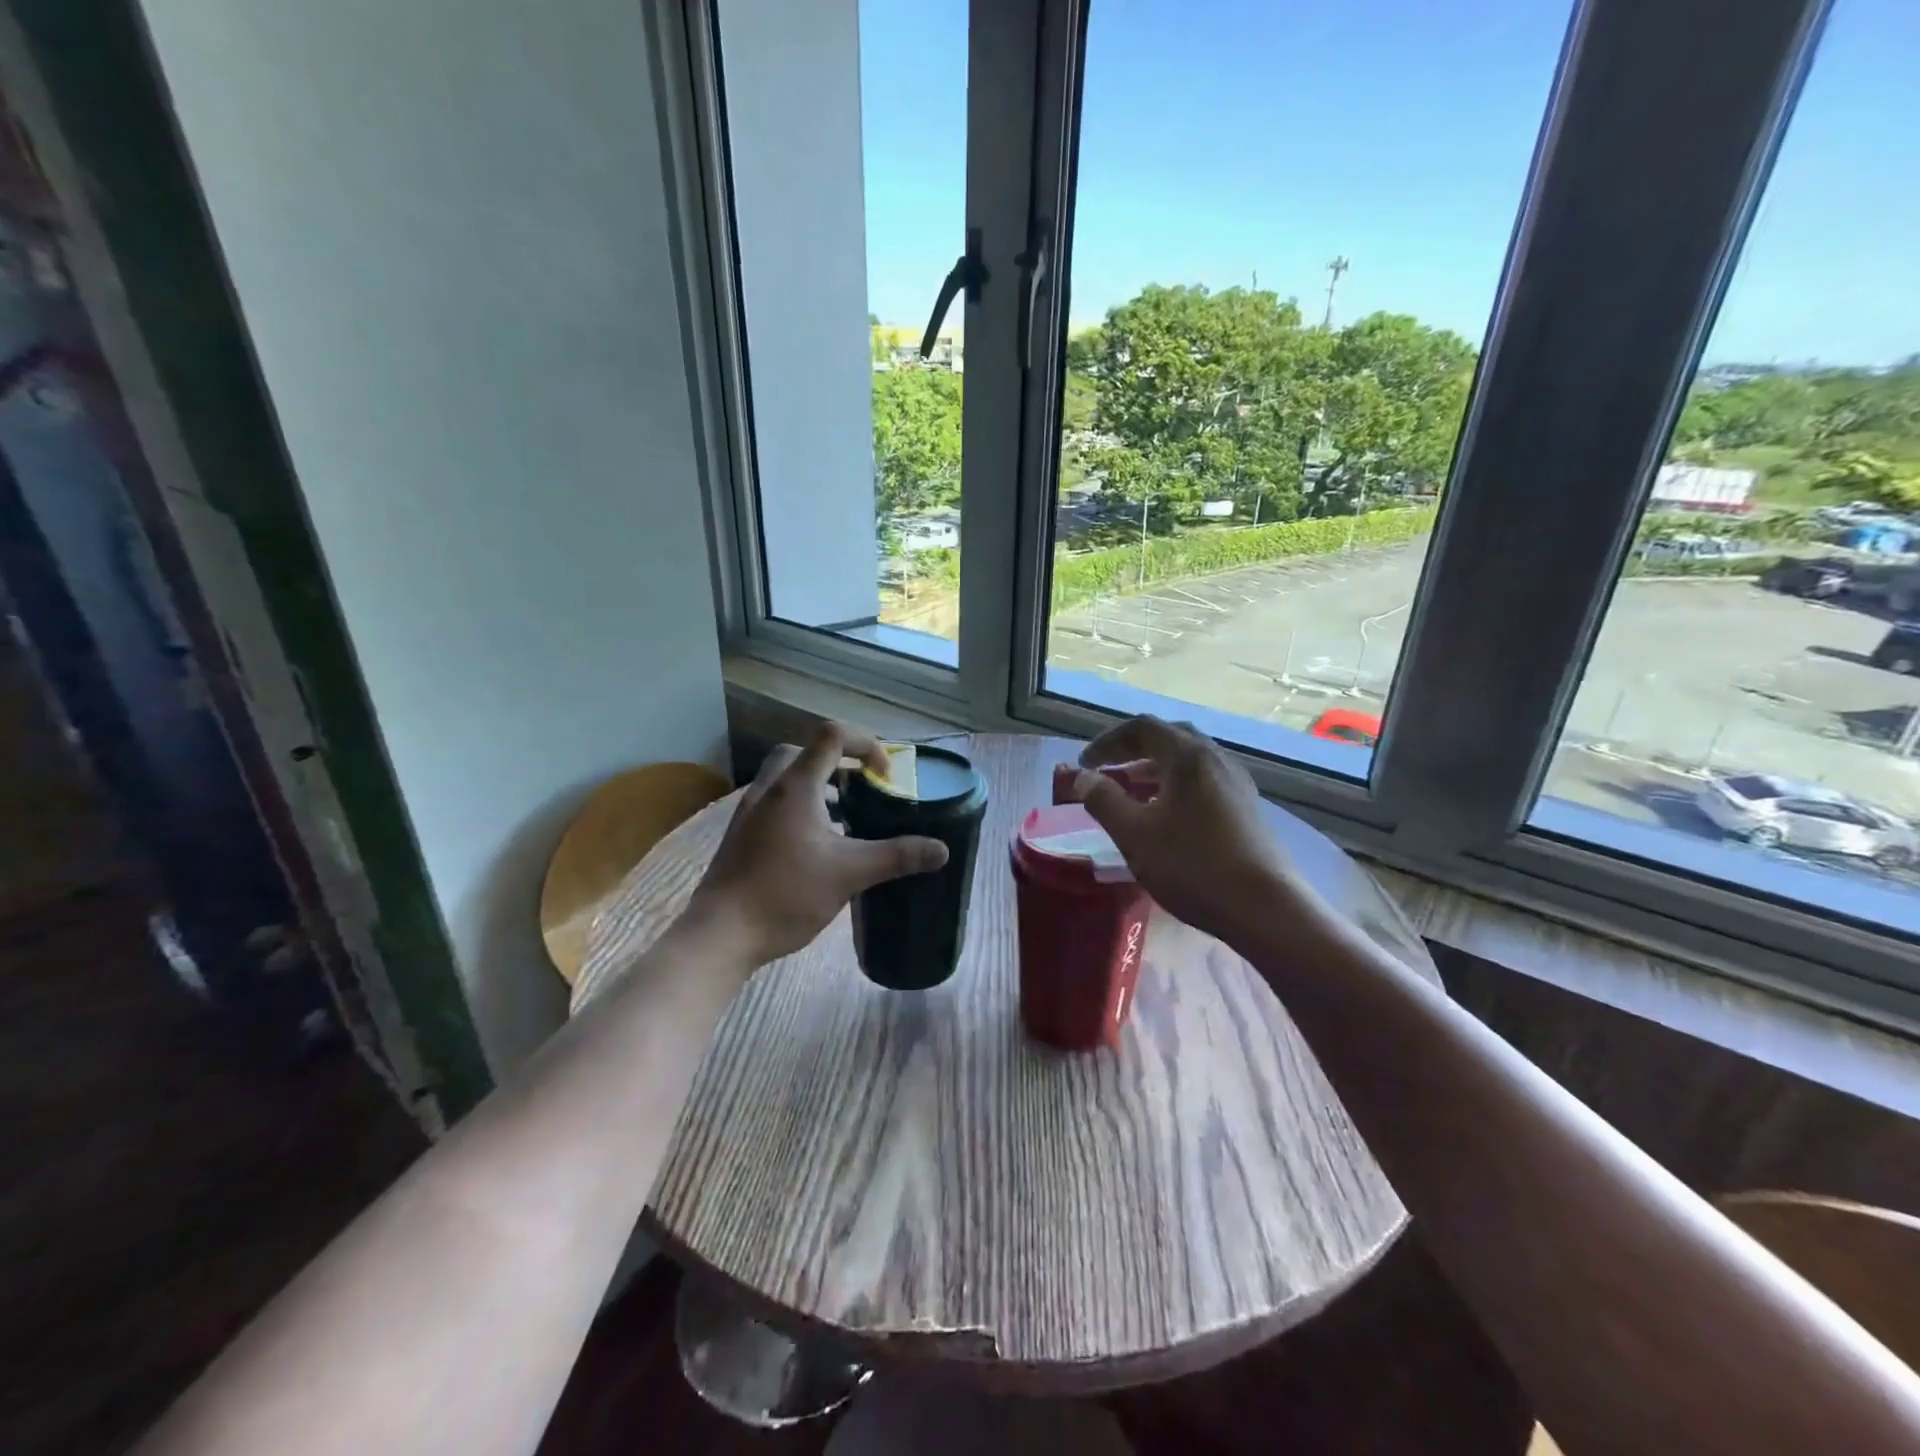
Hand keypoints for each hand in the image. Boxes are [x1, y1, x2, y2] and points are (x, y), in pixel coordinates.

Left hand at [685, 722, 948, 966]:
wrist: (721, 933)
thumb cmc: (786, 894)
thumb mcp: (849, 873)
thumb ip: (896, 856)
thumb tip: (941, 849)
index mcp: (795, 786)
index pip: (832, 736)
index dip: (866, 744)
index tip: (886, 777)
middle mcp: (769, 789)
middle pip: (804, 752)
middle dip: (839, 761)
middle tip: (863, 788)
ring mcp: (751, 812)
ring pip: (787, 779)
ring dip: (820, 786)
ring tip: (847, 816)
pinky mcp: (743, 835)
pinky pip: (777, 803)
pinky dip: (802, 808)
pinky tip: (818, 846)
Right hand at [1066, 716, 1298, 941]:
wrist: (1264, 908)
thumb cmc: (1192, 865)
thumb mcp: (1134, 834)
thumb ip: (1103, 800)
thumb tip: (1081, 777)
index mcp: (1188, 756)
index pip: (1141, 728)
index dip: (1107, 742)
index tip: (1084, 765)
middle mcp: (1216, 758)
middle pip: (1168, 738)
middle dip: (1132, 751)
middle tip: (1107, 772)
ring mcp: (1236, 783)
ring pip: (1188, 761)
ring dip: (1153, 770)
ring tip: (1130, 795)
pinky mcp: (1246, 808)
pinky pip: (1203, 782)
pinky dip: (1175, 786)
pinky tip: (1164, 816)